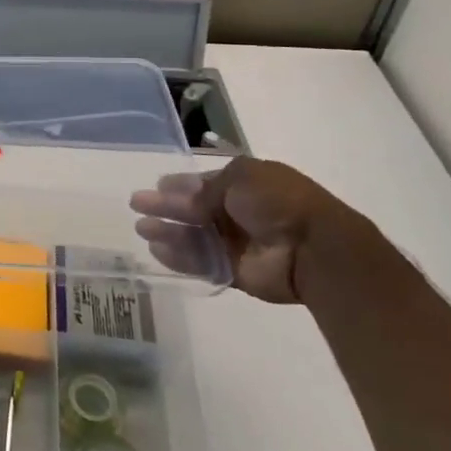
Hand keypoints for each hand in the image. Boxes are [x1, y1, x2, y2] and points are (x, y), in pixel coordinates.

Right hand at [130, 158, 357, 303]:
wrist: (313, 247)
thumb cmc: (278, 201)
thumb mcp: (240, 178)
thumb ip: (204, 189)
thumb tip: (176, 194)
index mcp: (244, 184)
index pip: (204, 183)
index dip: (180, 185)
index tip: (156, 186)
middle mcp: (238, 212)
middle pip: (194, 210)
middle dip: (166, 207)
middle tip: (137, 205)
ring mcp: (236, 243)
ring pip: (194, 236)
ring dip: (169, 232)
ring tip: (142, 229)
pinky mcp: (234, 271)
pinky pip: (202, 263)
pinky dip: (180, 257)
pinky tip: (157, 250)